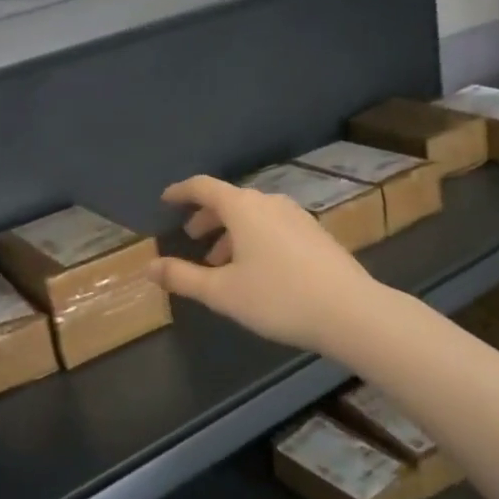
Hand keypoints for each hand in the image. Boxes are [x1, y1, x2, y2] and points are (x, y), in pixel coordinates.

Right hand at [151, 176, 383, 355]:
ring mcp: (296, 216)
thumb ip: (182, 277)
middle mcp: (269, 202)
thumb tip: (148, 267)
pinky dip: (253, 238)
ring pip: (253, 215)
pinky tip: (255, 270)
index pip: (203, 186)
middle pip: (229, 200)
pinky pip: (272, 226)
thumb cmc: (278, 297)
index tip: (165, 200)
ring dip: (230, 233)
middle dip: (206, 217)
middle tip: (190, 237)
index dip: (180, 191)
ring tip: (219, 263)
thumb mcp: (222, 292)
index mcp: (243, 208)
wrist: (350, 311)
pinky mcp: (315, 234)